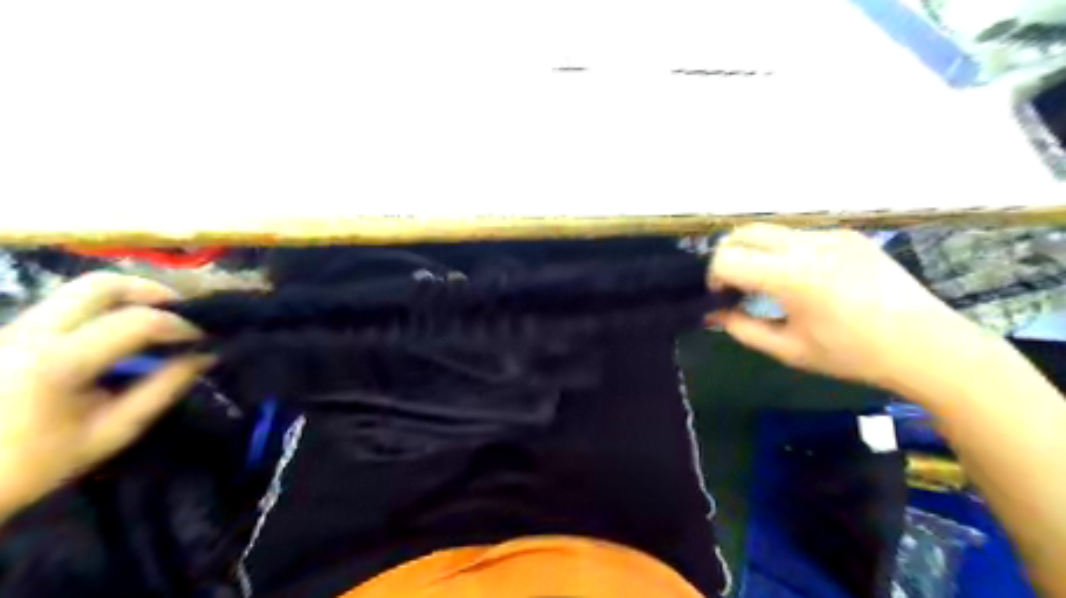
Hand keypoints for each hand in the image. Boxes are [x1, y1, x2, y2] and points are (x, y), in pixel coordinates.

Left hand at [0, 271, 211, 517]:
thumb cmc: (35, 464)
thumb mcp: (112, 432)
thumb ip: (162, 389)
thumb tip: (206, 357)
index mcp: (56, 363)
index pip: (135, 321)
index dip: (179, 324)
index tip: (204, 338)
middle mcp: (28, 333)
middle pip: (100, 285)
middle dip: (152, 291)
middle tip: (182, 311)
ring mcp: (10, 329)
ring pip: (79, 289)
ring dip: (128, 296)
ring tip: (157, 318)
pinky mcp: (6, 333)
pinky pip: (65, 304)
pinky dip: (104, 308)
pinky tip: (121, 330)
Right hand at [705, 225, 990, 391]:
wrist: (926, 345)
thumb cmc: (852, 355)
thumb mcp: (788, 350)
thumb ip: (741, 328)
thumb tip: (712, 312)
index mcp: (792, 277)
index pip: (727, 258)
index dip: (714, 276)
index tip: (721, 296)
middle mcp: (807, 245)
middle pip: (742, 233)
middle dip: (728, 256)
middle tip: (735, 285)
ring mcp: (830, 234)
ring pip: (770, 231)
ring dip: (755, 252)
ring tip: (768, 282)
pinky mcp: (848, 234)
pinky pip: (799, 235)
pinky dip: (784, 251)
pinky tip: (804, 278)